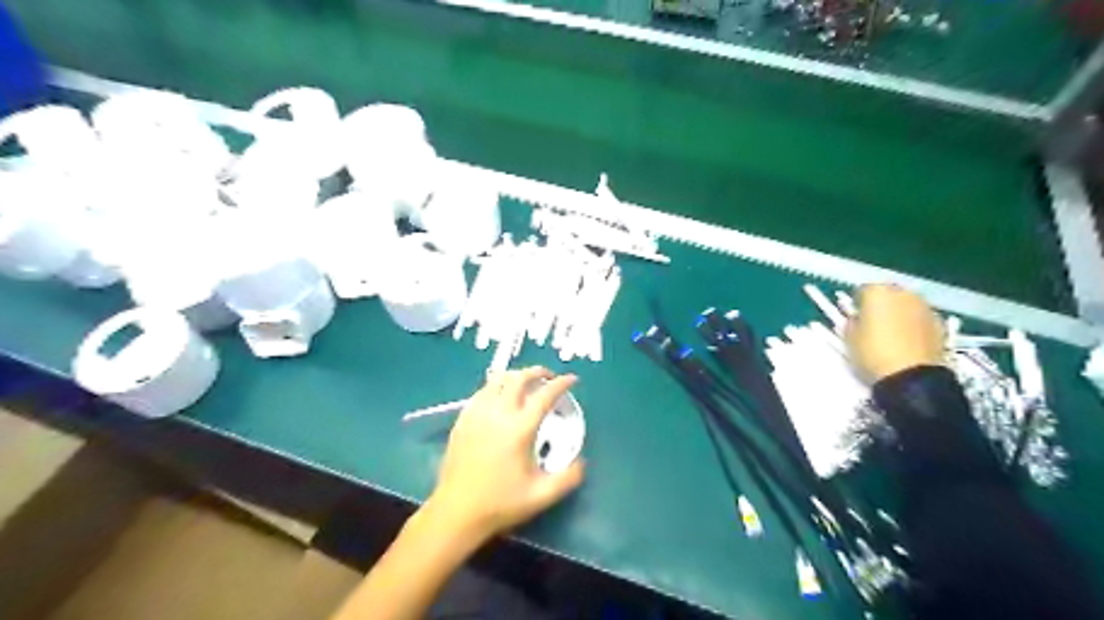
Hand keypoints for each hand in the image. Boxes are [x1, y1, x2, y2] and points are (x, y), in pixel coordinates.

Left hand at [427, 368, 589, 542]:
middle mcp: (498, 414)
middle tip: (549, 377)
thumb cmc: (500, 503)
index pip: (544, 395)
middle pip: (518, 378)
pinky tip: (500, 398)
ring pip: (497, 380)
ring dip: (515, 376)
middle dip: (537, 372)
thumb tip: (582, 462)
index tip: (572, 379)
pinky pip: (481, 392)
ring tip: (526, 383)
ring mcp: (477, 414)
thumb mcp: (541, 496)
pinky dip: (496, 387)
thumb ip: (568, 478)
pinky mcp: (462, 420)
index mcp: (519, 429)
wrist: (456, 512)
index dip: (561, 383)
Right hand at [848, 284, 939, 383]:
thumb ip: (853, 322)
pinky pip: (921, 317)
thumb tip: (859, 319)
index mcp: (877, 293)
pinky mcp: (940, 322)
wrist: (911, 377)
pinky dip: (914, 324)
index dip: (857, 303)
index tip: (855, 316)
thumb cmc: (872, 354)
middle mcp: (903, 293)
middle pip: (888, 293)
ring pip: (907, 304)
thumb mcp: (849, 338)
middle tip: (873, 323)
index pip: (863, 290)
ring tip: (892, 332)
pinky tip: (908, 340)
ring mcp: (924, 306)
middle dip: (881, 304)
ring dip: (899, 312)